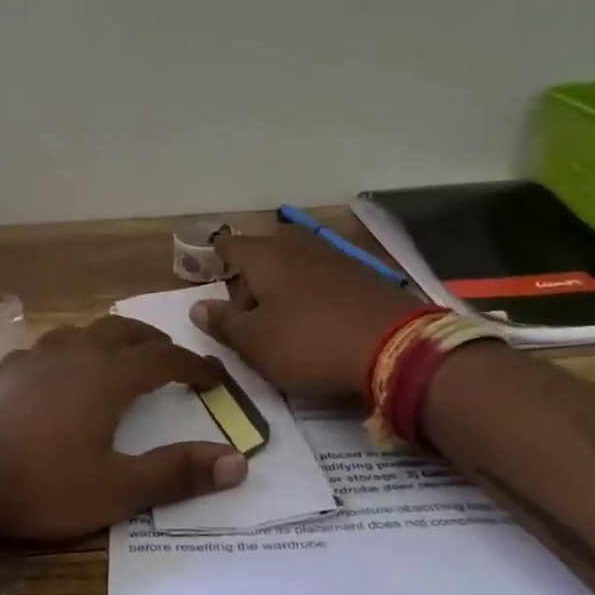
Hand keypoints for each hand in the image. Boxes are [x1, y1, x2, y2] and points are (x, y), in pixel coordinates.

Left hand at [0, 316, 248, 543]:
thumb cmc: (39, 483)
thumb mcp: (115, 490)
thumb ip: (176, 474)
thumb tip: (238, 462)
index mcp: (108, 376)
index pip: (165, 360)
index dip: (195, 367)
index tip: (216, 378)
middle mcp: (74, 354)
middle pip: (124, 332)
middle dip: (154, 343)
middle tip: (171, 359)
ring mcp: (33, 358)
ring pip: (83, 332)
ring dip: (110, 340)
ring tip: (118, 357)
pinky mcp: (2, 372)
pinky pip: (47, 348)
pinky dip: (70, 352)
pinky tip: (57, 373)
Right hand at [192, 229, 424, 397]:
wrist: (396, 348)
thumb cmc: (309, 344)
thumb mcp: (255, 343)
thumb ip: (223, 323)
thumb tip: (198, 307)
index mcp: (265, 257)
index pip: (229, 245)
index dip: (215, 258)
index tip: (210, 271)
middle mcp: (298, 247)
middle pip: (265, 252)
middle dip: (252, 275)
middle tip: (248, 310)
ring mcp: (335, 257)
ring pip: (296, 262)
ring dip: (283, 284)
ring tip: (282, 317)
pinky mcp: (364, 275)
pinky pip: (324, 276)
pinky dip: (312, 291)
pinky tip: (317, 317)